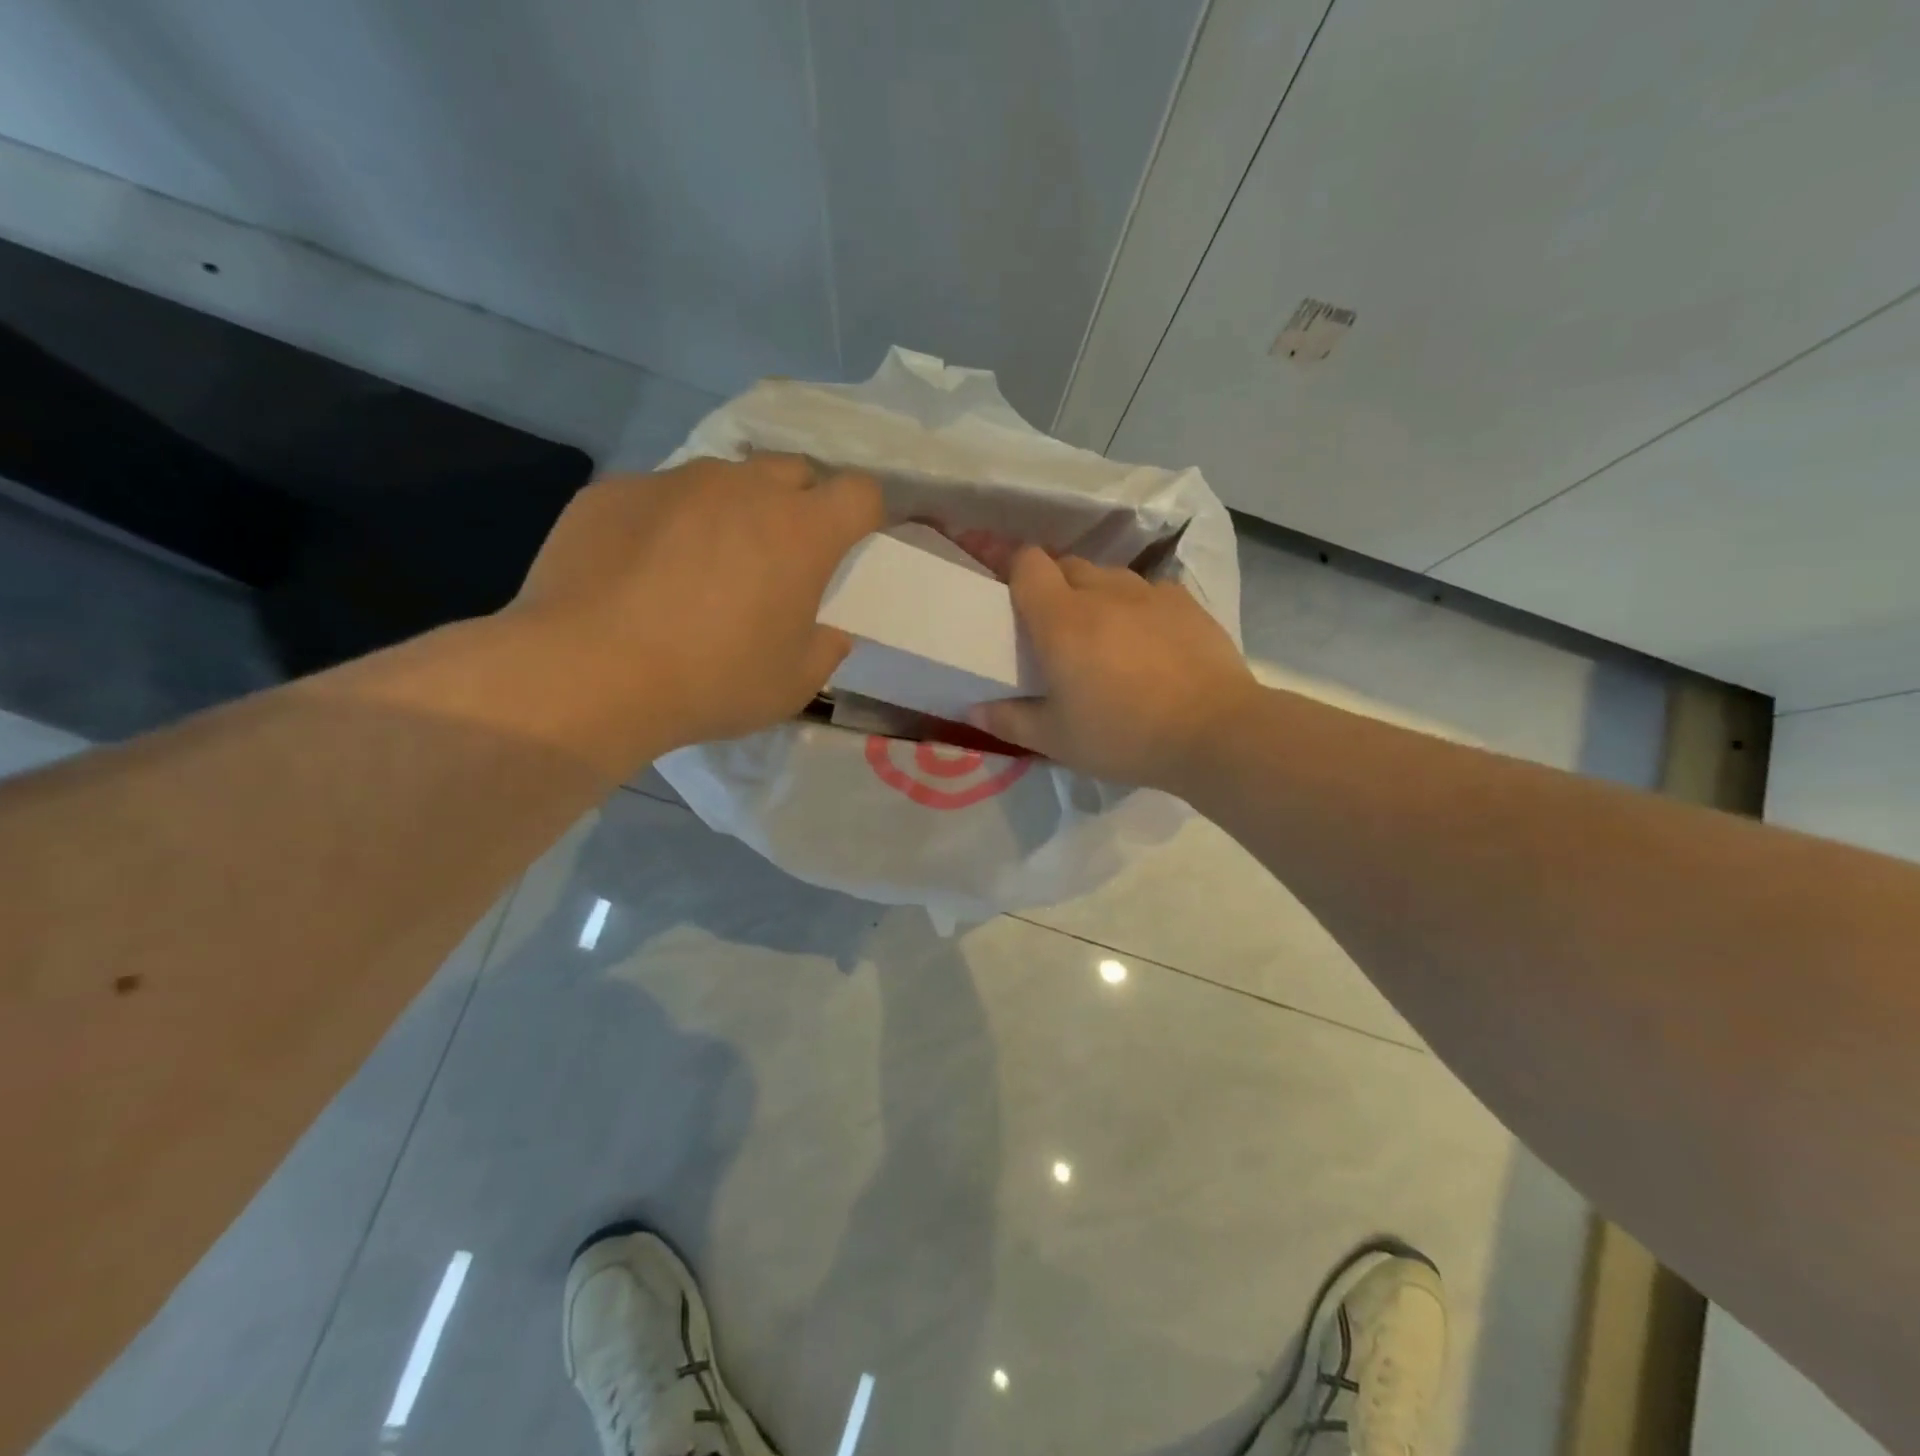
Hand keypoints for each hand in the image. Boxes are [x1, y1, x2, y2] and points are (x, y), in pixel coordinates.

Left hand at [509, 453, 881, 757]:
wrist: (588, 673)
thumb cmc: (712, 681)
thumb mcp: (794, 683)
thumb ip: (825, 647)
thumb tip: (828, 630)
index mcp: (801, 530)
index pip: (860, 492)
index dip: (865, 514)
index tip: (853, 545)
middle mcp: (743, 488)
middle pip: (794, 470)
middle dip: (801, 503)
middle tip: (782, 557)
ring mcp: (673, 482)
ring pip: (723, 478)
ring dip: (732, 510)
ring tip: (704, 565)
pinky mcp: (614, 491)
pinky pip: (659, 497)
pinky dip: (668, 524)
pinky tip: (641, 574)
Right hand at [971, 548, 1258, 789]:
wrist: (1215, 732)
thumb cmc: (1124, 736)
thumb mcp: (1056, 740)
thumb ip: (1009, 720)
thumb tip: (973, 708)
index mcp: (1061, 619)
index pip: (1026, 563)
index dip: (1012, 569)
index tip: (1008, 593)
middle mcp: (1102, 592)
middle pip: (1066, 564)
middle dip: (1052, 585)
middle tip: (1052, 626)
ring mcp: (1149, 593)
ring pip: (1108, 576)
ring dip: (1095, 594)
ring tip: (1101, 633)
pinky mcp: (1186, 602)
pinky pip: (1148, 591)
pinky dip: (1136, 607)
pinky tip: (1147, 641)